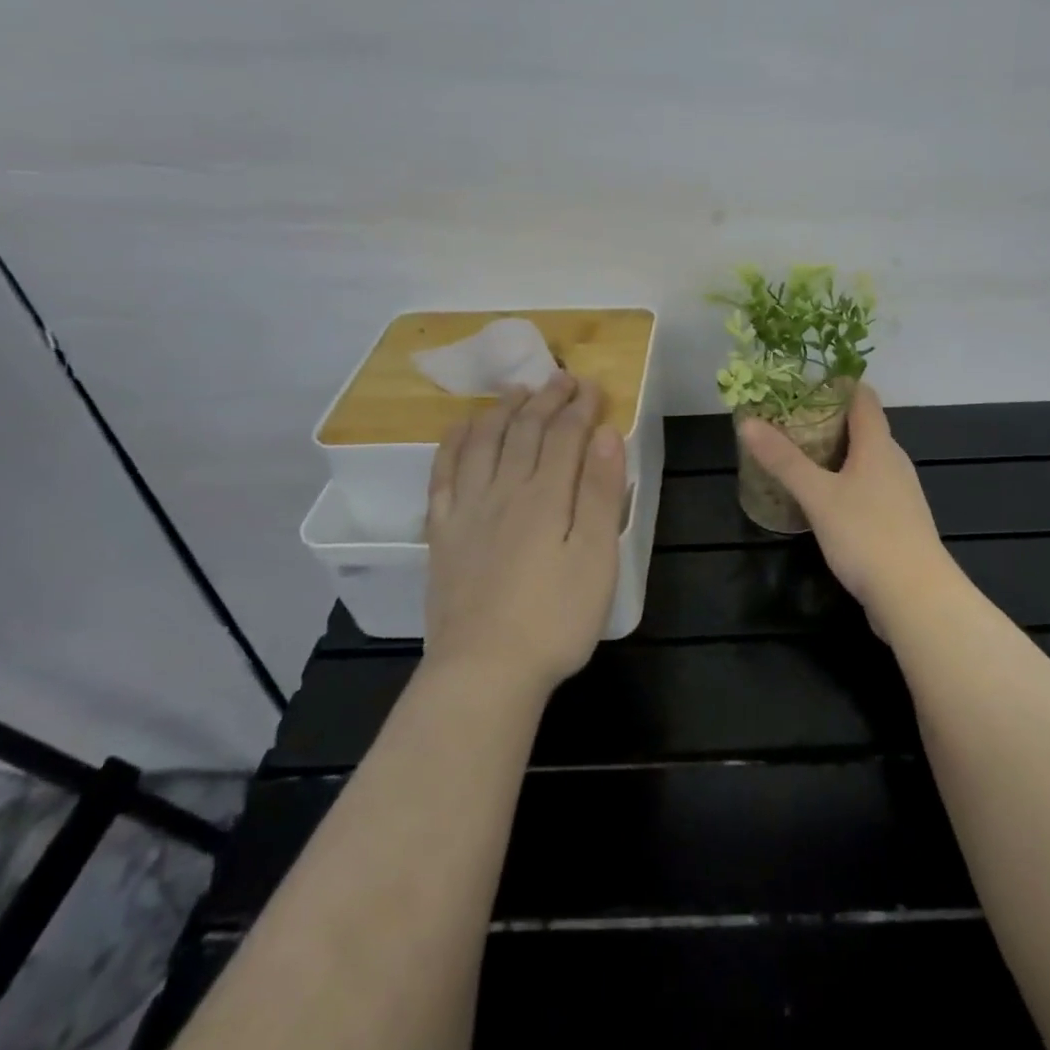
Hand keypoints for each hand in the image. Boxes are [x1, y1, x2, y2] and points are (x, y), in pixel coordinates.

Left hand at [423, 371, 626, 695]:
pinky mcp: (443, 532)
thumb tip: (606, 435)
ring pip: (484, 442)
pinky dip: (454, 442)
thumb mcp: (596, 558)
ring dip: (503, 410)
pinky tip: (462, 428)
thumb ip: (601, 493)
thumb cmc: (555, 619)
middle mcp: (504, 490)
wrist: (484, 670)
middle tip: (561, 378)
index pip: (565, 435)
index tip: (594, 387)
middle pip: (525, 430)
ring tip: (517, 391)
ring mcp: (467, 509)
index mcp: (547, 496)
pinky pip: (444, 472)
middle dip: (546, 399)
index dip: (580, 407)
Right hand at [739, 384, 953, 632]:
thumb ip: (784, 459)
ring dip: (834, 454)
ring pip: (864, 460)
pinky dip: (843, 482)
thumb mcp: (817, 495)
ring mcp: (899, 493)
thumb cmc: (866, 535)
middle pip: (862, 427)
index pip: (862, 397)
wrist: (916, 597)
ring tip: (796, 457)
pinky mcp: (897, 521)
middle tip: (786, 421)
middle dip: (826, 420)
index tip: (801, 383)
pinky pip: (867, 488)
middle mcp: (893, 461)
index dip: (835, 383)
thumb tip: (748, 422)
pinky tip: (820, 500)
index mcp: (878, 445)